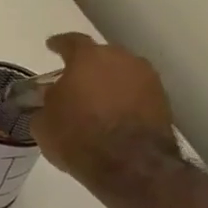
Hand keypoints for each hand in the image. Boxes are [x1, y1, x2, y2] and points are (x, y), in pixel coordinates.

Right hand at [29, 33, 178, 191]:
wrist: (131, 165)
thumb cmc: (77, 136)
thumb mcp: (43, 122)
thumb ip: (46, 103)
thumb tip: (51, 99)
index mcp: (88, 58)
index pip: (71, 42)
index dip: (59, 44)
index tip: (51, 46)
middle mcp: (122, 60)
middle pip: (101, 55)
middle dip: (86, 66)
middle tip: (72, 80)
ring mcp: (148, 79)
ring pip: (122, 73)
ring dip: (108, 82)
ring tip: (94, 100)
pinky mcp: (164, 101)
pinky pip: (136, 92)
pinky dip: (124, 99)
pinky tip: (112, 114)